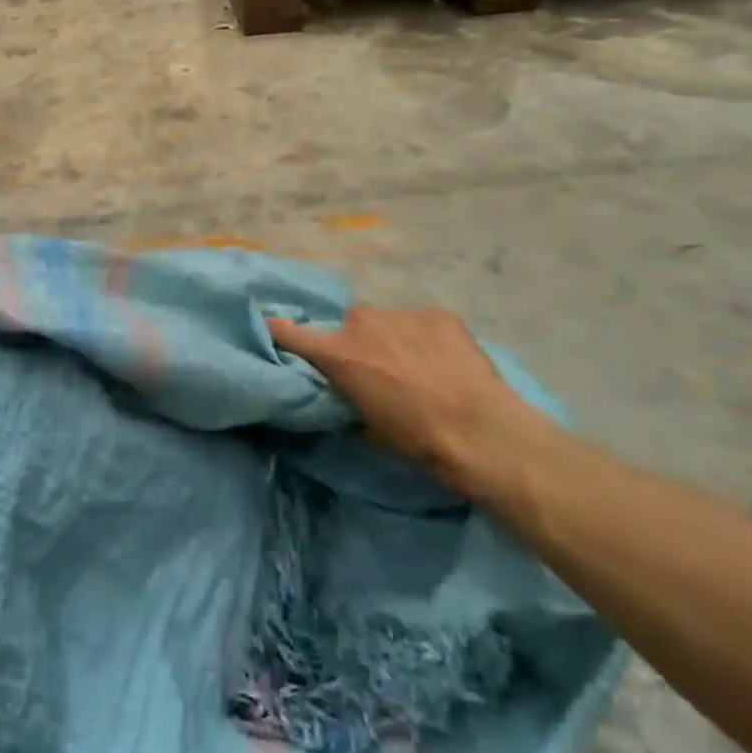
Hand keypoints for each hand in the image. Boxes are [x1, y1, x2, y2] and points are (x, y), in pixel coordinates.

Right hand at [268, 307, 536, 497]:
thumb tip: (344, 393)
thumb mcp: (367, 427)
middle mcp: (362, 323)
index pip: (289, 332)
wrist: (481, 432)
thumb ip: (347, 397)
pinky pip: (422, 323)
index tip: (270, 327)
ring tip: (416, 365)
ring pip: (386, 322)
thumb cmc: (416, 438)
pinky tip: (445, 361)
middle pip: (348, 325)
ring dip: (392, 338)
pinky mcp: (439, 314)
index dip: (278, 331)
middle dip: (355, 342)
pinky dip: (427, 338)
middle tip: (374, 368)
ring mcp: (402, 313)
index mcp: (339, 353)